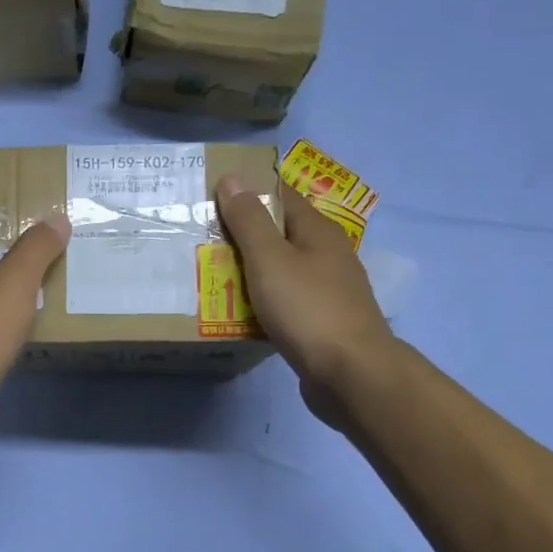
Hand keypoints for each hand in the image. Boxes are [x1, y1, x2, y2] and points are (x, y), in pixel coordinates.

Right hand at [215, 174, 395, 427]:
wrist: (350, 373)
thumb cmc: (308, 309)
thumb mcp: (270, 260)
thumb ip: (249, 221)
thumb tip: (233, 178)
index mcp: (318, 231)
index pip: (280, 195)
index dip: (248, 190)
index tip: (211, 193)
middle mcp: (327, 254)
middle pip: (280, 234)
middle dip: (243, 233)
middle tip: (201, 237)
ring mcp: (327, 290)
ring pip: (281, 270)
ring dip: (250, 270)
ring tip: (210, 273)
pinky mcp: (321, 321)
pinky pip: (285, 301)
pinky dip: (261, 300)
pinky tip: (239, 311)